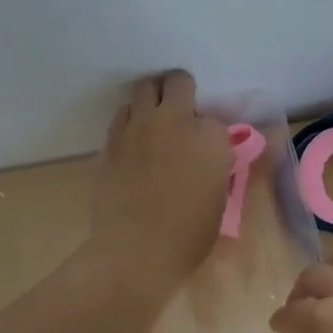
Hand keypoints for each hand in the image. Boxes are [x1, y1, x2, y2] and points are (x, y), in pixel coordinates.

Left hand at [89, 70, 232, 301]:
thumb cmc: (188, 235)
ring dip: (154, 99)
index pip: (216, 118)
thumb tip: (211, 160)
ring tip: (156, 120)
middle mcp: (176, 121)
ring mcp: (140, 126)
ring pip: (146, 88)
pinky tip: (135, 139)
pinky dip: (131, 119)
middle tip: (183, 114)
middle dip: (182, 92)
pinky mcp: (112, 139)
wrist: (135, 251)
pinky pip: (123, 113)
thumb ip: (217, 169)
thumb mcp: (220, 201)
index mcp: (210, 137)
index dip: (212, 134)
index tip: (209, 150)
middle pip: (179, 81)